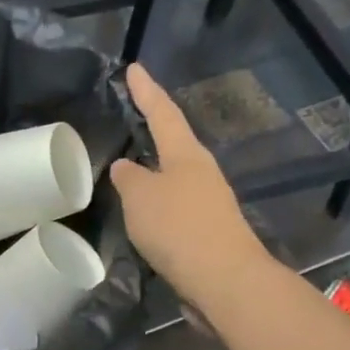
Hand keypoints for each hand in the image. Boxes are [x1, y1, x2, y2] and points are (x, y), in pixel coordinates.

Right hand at [110, 63, 277, 318]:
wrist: (224, 281)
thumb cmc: (179, 228)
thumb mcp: (140, 198)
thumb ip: (128, 179)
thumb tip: (125, 167)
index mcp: (187, 155)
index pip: (163, 113)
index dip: (146, 91)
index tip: (134, 68)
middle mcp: (202, 173)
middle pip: (173, 144)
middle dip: (152, 132)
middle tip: (130, 119)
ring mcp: (208, 204)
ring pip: (173, 179)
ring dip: (152, 174)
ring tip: (127, 172)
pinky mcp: (206, 234)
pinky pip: (174, 209)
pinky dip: (156, 206)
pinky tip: (142, 216)